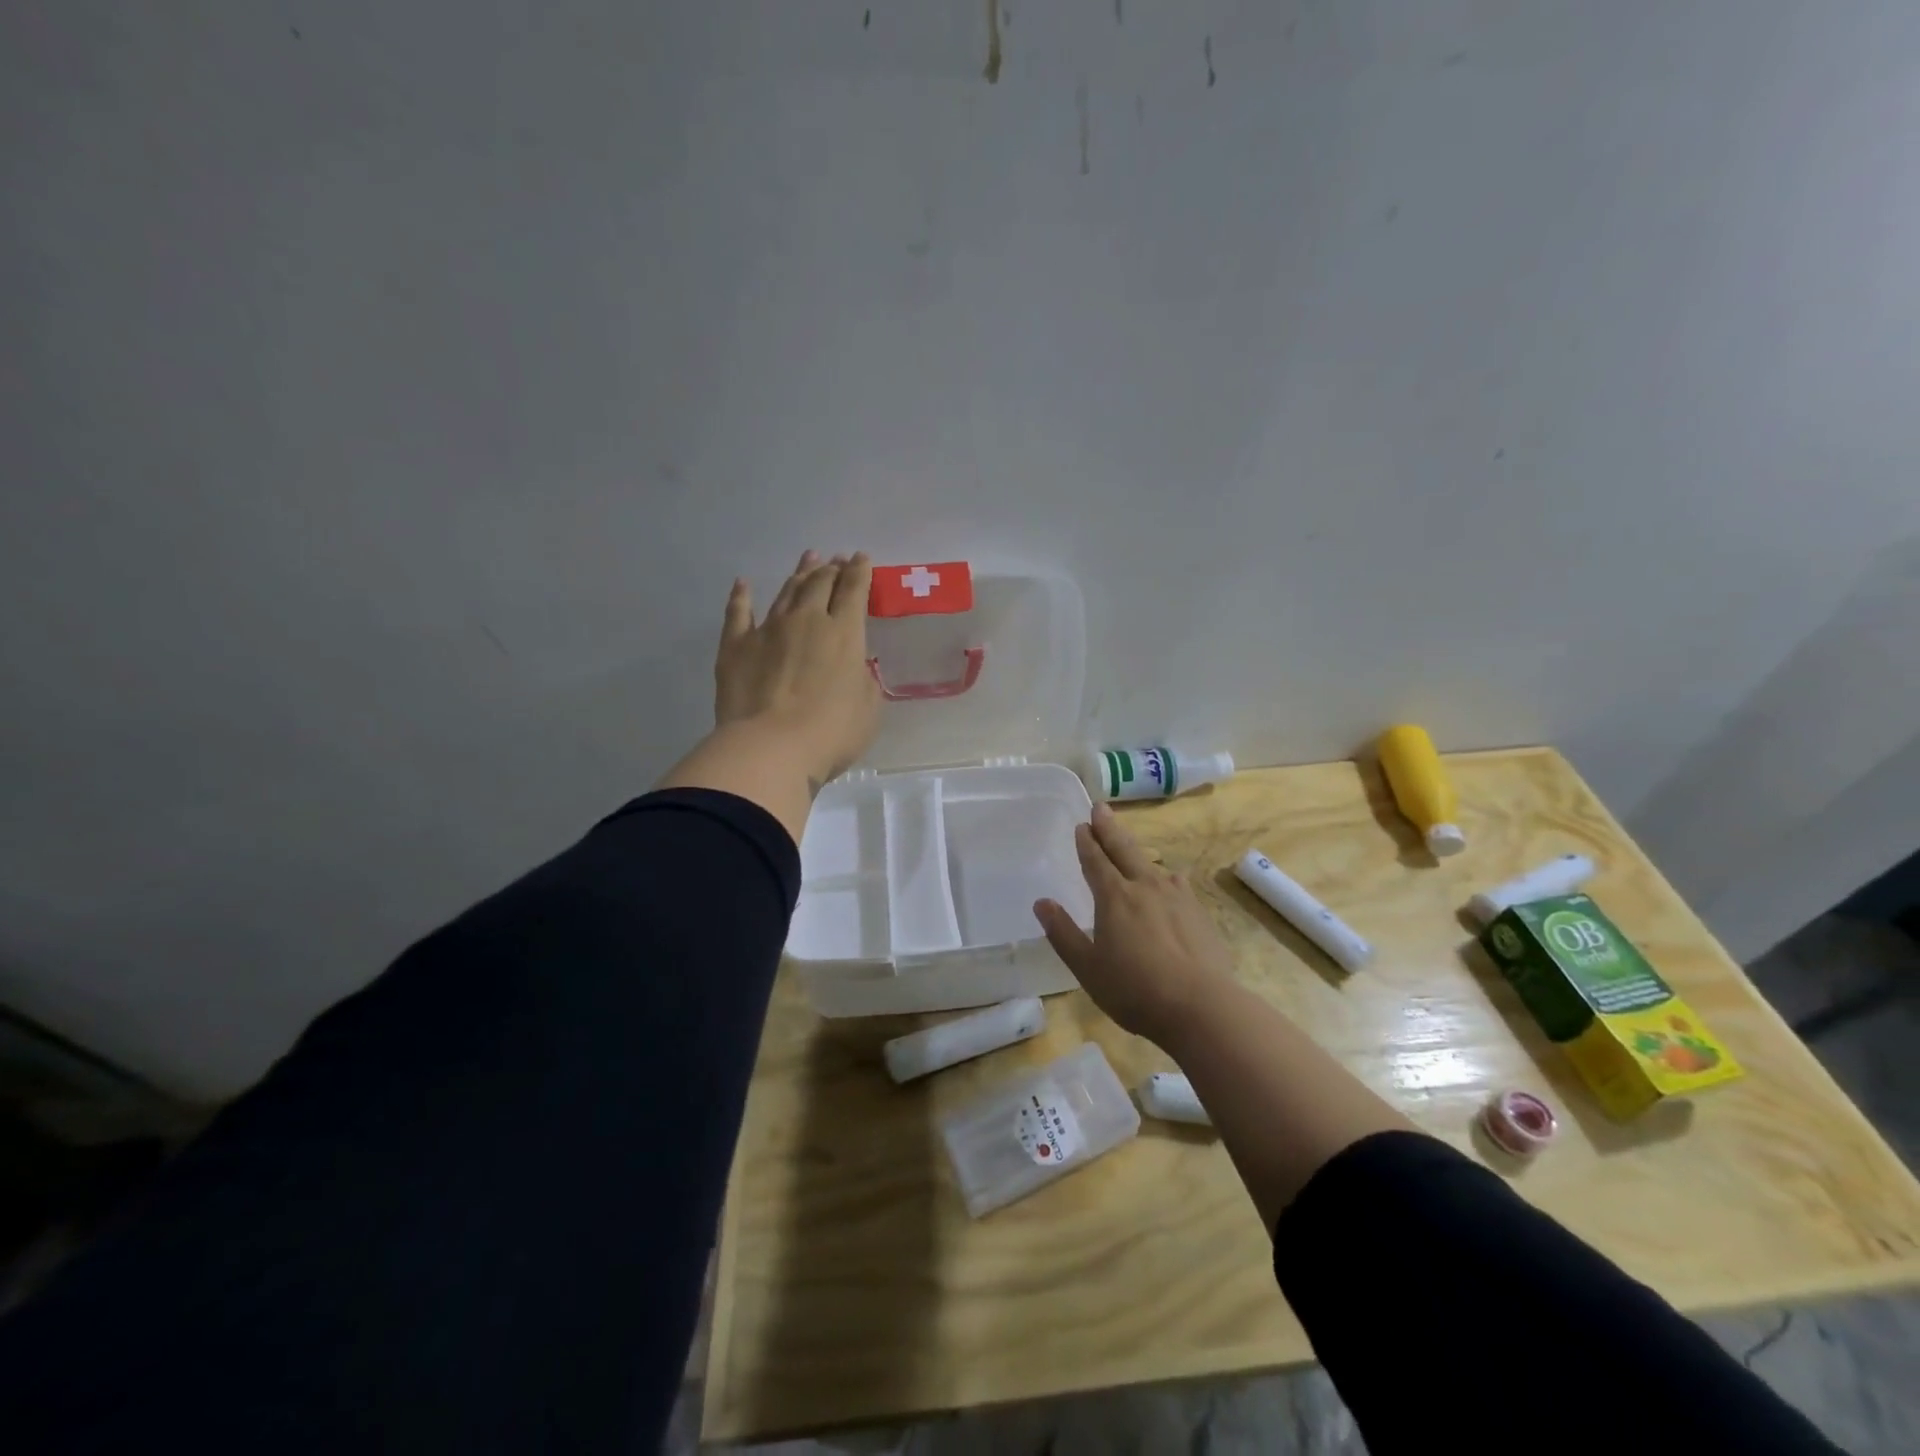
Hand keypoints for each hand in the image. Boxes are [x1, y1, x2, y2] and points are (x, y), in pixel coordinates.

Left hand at [715, 550, 880, 786]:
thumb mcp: (868, 708)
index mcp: (844, 634)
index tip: (861, 558)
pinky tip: (743, 584)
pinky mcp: (735, 646)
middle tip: (836, 560)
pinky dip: (741, 596)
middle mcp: (807, 621)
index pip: (853, 591)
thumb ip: (863, 680)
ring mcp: (767, 630)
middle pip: (820, 584)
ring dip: (799, 573)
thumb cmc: (831, 733)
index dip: (859, 572)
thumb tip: (853, 667)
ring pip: (786, 592)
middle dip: (831, 568)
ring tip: (807, 558)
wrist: (771, 747)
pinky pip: (738, 613)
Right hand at [1033, 803, 1237, 1041]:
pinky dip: (1164, 878)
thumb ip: (1063, 933)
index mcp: (1114, 897)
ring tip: (1130, 848)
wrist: (1201, 1007)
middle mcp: (1145, 886)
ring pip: (1152, 865)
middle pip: (1124, 850)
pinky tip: (1168, 884)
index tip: (1082, 825)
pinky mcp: (1199, 913)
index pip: (1096, 860)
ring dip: (1136, 852)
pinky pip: (1176, 885)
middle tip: (1100, 808)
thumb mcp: (1087, 967)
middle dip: (1109, 828)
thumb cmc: (1134, 990)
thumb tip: (1042, 903)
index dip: (1087, 842)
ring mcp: (1176, 897)